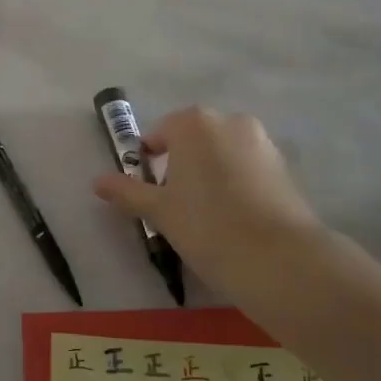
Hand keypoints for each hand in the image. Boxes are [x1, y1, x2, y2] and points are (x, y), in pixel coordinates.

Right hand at [93, 106, 330, 307]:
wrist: (279, 258)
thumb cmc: (206, 226)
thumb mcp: (159, 211)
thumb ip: (127, 192)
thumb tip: (97, 181)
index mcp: (193, 123)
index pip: (158, 135)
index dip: (148, 162)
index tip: (149, 193)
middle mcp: (229, 121)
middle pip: (193, 140)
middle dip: (181, 165)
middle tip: (175, 204)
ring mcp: (261, 141)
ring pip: (222, 153)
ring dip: (210, 173)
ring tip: (206, 214)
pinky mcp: (284, 166)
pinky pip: (247, 167)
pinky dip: (236, 184)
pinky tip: (234, 218)